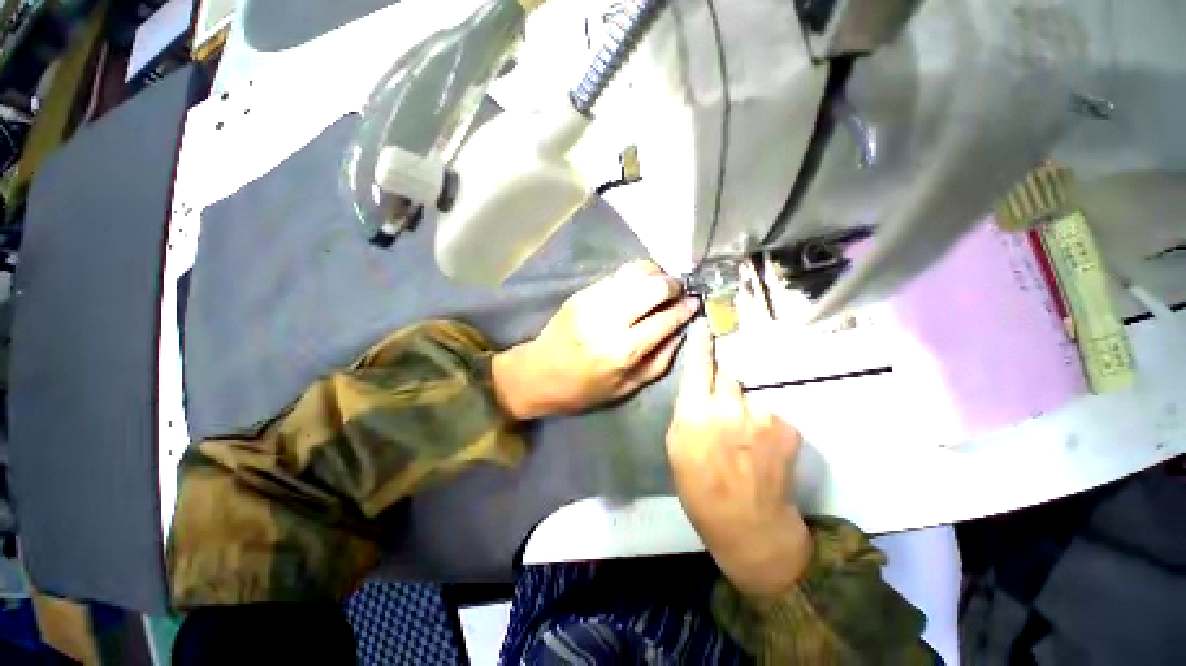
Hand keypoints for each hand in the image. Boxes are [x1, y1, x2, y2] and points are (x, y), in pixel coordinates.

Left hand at [493, 261, 698, 418]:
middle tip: (679, 291)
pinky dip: (633, 276)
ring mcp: (593, 302)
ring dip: (655, 275)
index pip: (665, 319)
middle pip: (653, 287)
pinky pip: (616, 276)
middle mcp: (609, 320)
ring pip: (635, 273)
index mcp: (623, 350)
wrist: (539, 374)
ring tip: (662, 284)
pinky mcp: (581, 293)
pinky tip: (638, 285)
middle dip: (673, 286)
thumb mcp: (628, 387)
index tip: (695, 303)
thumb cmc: (585, 389)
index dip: (685, 309)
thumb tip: (681, 331)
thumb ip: (660, 359)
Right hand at [667, 325, 812, 599]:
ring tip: (743, 437)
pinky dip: (764, 423)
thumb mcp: (676, 448)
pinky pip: (769, 411)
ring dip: (744, 408)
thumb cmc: (700, 488)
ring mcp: (762, 416)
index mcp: (695, 415)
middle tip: (722, 413)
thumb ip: (686, 411)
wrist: (750, 526)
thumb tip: (697, 389)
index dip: (702, 346)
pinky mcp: (788, 427)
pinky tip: (762, 448)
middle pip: (727, 376)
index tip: (705, 325)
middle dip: (722, 388)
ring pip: (748, 395)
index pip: (699, 367)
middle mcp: (728, 408)